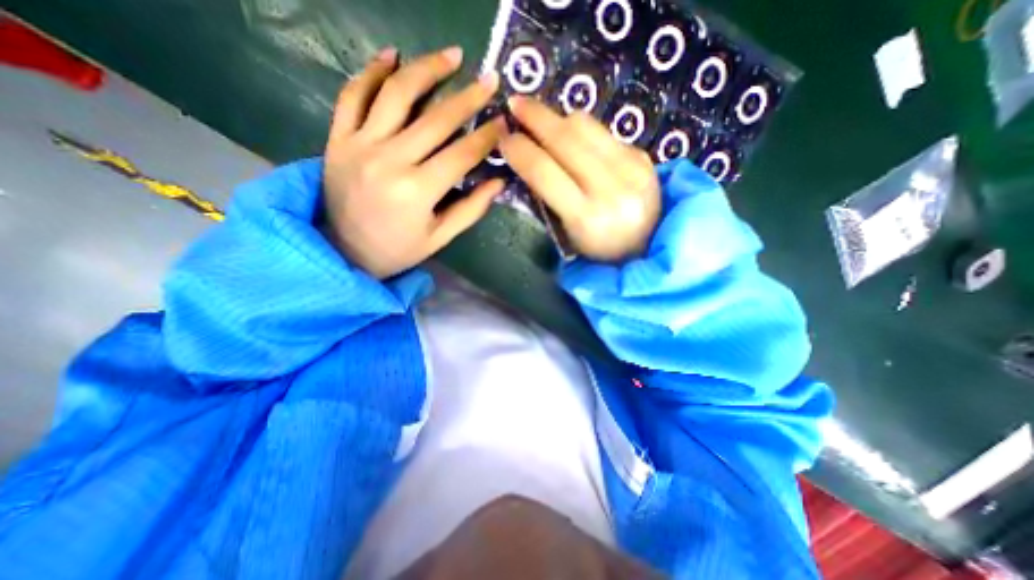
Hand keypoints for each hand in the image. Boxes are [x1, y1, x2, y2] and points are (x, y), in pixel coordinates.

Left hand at [319, 45, 505, 278]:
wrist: (343, 251)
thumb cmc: (398, 249)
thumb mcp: (440, 237)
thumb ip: (471, 209)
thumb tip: (499, 182)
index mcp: (418, 191)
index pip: (462, 155)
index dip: (486, 136)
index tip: (503, 121)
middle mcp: (389, 160)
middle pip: (436, 119)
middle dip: (468, 98)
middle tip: (490, 80)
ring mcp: (360, 144)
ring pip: (395, 94)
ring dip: (426, 69)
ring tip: (451, 56)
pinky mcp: (338, 138)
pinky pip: (353, 95)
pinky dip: (370, 71)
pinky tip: (391, 56)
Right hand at [501, 94, 660, 263]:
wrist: (646, 245)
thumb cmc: (597, 247)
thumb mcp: (566, 233)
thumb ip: (547, 196)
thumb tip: (528, 156)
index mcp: (587, 218)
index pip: (544, 172)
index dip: (520, 150)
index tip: (504, 138)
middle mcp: (612, 189)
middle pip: (566, 139)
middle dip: (535, 117)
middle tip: (515, 104)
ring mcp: (632, 169)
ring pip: (586, 126)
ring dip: (557, 118)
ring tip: (541, 120)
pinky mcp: (643, 156)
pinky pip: (603, 131)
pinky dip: (581, 131)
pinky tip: (572, 139)